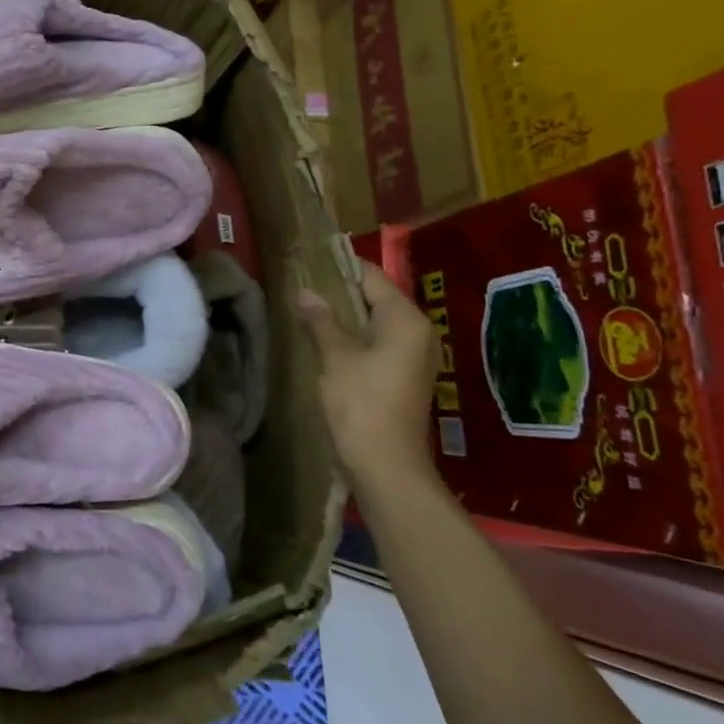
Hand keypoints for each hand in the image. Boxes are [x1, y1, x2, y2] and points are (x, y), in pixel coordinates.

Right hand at [298, 261, 441, 487]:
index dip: (342, 267)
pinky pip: (379, 342)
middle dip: (342, 292)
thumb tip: (306, 292)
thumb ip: (321, 320)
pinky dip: (356, 336)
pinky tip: (327, 339)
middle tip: (305, 284)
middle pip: (377, 298)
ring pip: (377, 322)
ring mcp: (414, 356)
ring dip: (347, 316)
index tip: (312, 259)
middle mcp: (418, 332)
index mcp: (406, 319)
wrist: (386, 464)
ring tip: (310, 308)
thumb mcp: (336, 356)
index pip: (373, 277)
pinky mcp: (405, 375)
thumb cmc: (361, 403)